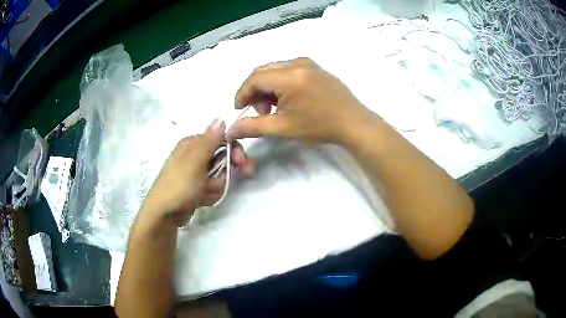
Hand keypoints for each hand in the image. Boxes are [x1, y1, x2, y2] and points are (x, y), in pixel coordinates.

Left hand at [137, 119, 253, 227]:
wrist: (165, 214)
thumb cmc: (179, 185)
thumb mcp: (195, 161)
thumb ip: (209, 141)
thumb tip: (220, 118)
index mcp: (192, 144)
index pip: (222, 140)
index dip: (234, 151)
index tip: (242, 164)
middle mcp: (194, 154)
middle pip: (222, 158)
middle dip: (224, 174)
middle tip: (224, 182)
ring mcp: (195, 172)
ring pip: (219, 175)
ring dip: (216, 186)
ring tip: (204, 194)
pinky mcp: (197, 186)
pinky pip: (212, 186)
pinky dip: (210, 194)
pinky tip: (201, 199)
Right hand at [229, 58, 374, 144]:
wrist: (353, 123)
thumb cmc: (319, 126)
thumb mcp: (283, 128)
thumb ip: (254, 127)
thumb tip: (231, 130)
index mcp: (290, 76)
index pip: (254, 78)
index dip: (242, 93)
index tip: (239, 109)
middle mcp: (297, 63)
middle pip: (263, 71)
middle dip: (254, 90)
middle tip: (259, 110)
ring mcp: (308, 63)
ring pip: (275, 69)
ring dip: (267, 86)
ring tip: (274, 107)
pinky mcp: (315, 67)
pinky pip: (288, 69)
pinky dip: (280, 82)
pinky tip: (287, 98)